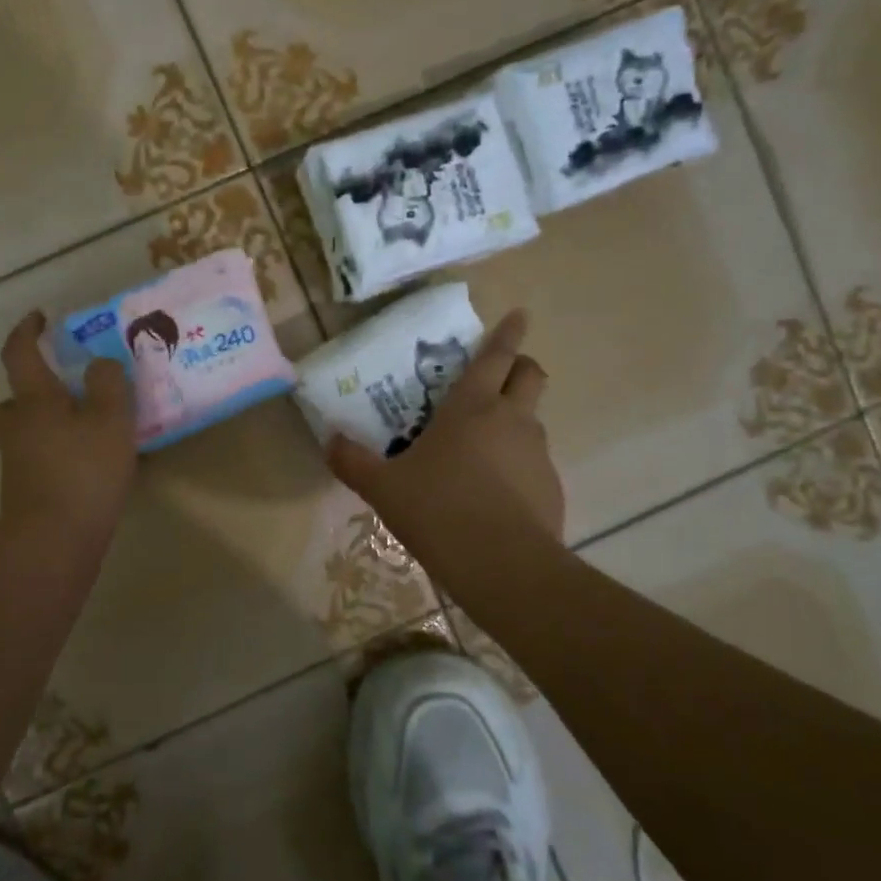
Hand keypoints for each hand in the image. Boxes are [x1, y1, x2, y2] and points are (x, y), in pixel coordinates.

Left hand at [0, 311, 137, 552]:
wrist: (53, 542)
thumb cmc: (83, 472)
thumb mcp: (110, 419)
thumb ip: (108, 384)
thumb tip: (99, 365)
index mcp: (35, 401)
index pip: (19, 354)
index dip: (26, 331)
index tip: (39, 317)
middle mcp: (18, 428)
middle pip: (10, 401)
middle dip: (29, 391)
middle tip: (62, 391)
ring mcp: (18, 464)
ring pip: (24, 434)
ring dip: (45, 426)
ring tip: (86, 430)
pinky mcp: (27, 493)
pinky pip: (39, 461)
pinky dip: (57, 456)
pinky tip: (91, 466)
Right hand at [328, 310, 564, 561]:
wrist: (502, 566)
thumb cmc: (438, 510)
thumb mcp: (383, 488)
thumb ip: (352, 461)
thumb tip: (329, 440)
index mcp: (471, 407)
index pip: (495, 355)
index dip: (508, 332)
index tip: (520, 314)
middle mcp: (511, 419)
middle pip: (530, 374)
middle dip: (520, 365)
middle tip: (499, 375)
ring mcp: (537, 453)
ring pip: (533, 419)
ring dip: (514, 418)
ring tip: (481, 446)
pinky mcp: (550, 486)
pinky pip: (534, 461)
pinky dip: (517, 463)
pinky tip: (493, 492)